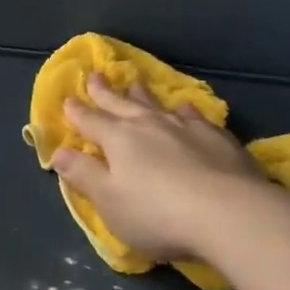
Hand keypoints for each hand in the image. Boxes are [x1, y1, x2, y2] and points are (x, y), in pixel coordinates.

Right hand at [52, 76, 261, 258]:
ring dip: (143, 94)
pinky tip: (186, 107)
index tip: (67, 99)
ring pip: (157, 104)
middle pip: (121, 104)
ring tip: (136, 82)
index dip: (77, 112)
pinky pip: (195, 116)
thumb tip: (58, 152)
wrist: (230, 214)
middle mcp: (150, 125)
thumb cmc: (158, 213)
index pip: (91, 121)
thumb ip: (83, 174)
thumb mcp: (109, 201)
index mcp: (118, 139)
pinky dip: (185, 110)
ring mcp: (186, 128)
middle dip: (105, 92)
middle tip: (95, 75)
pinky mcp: (218, 138)